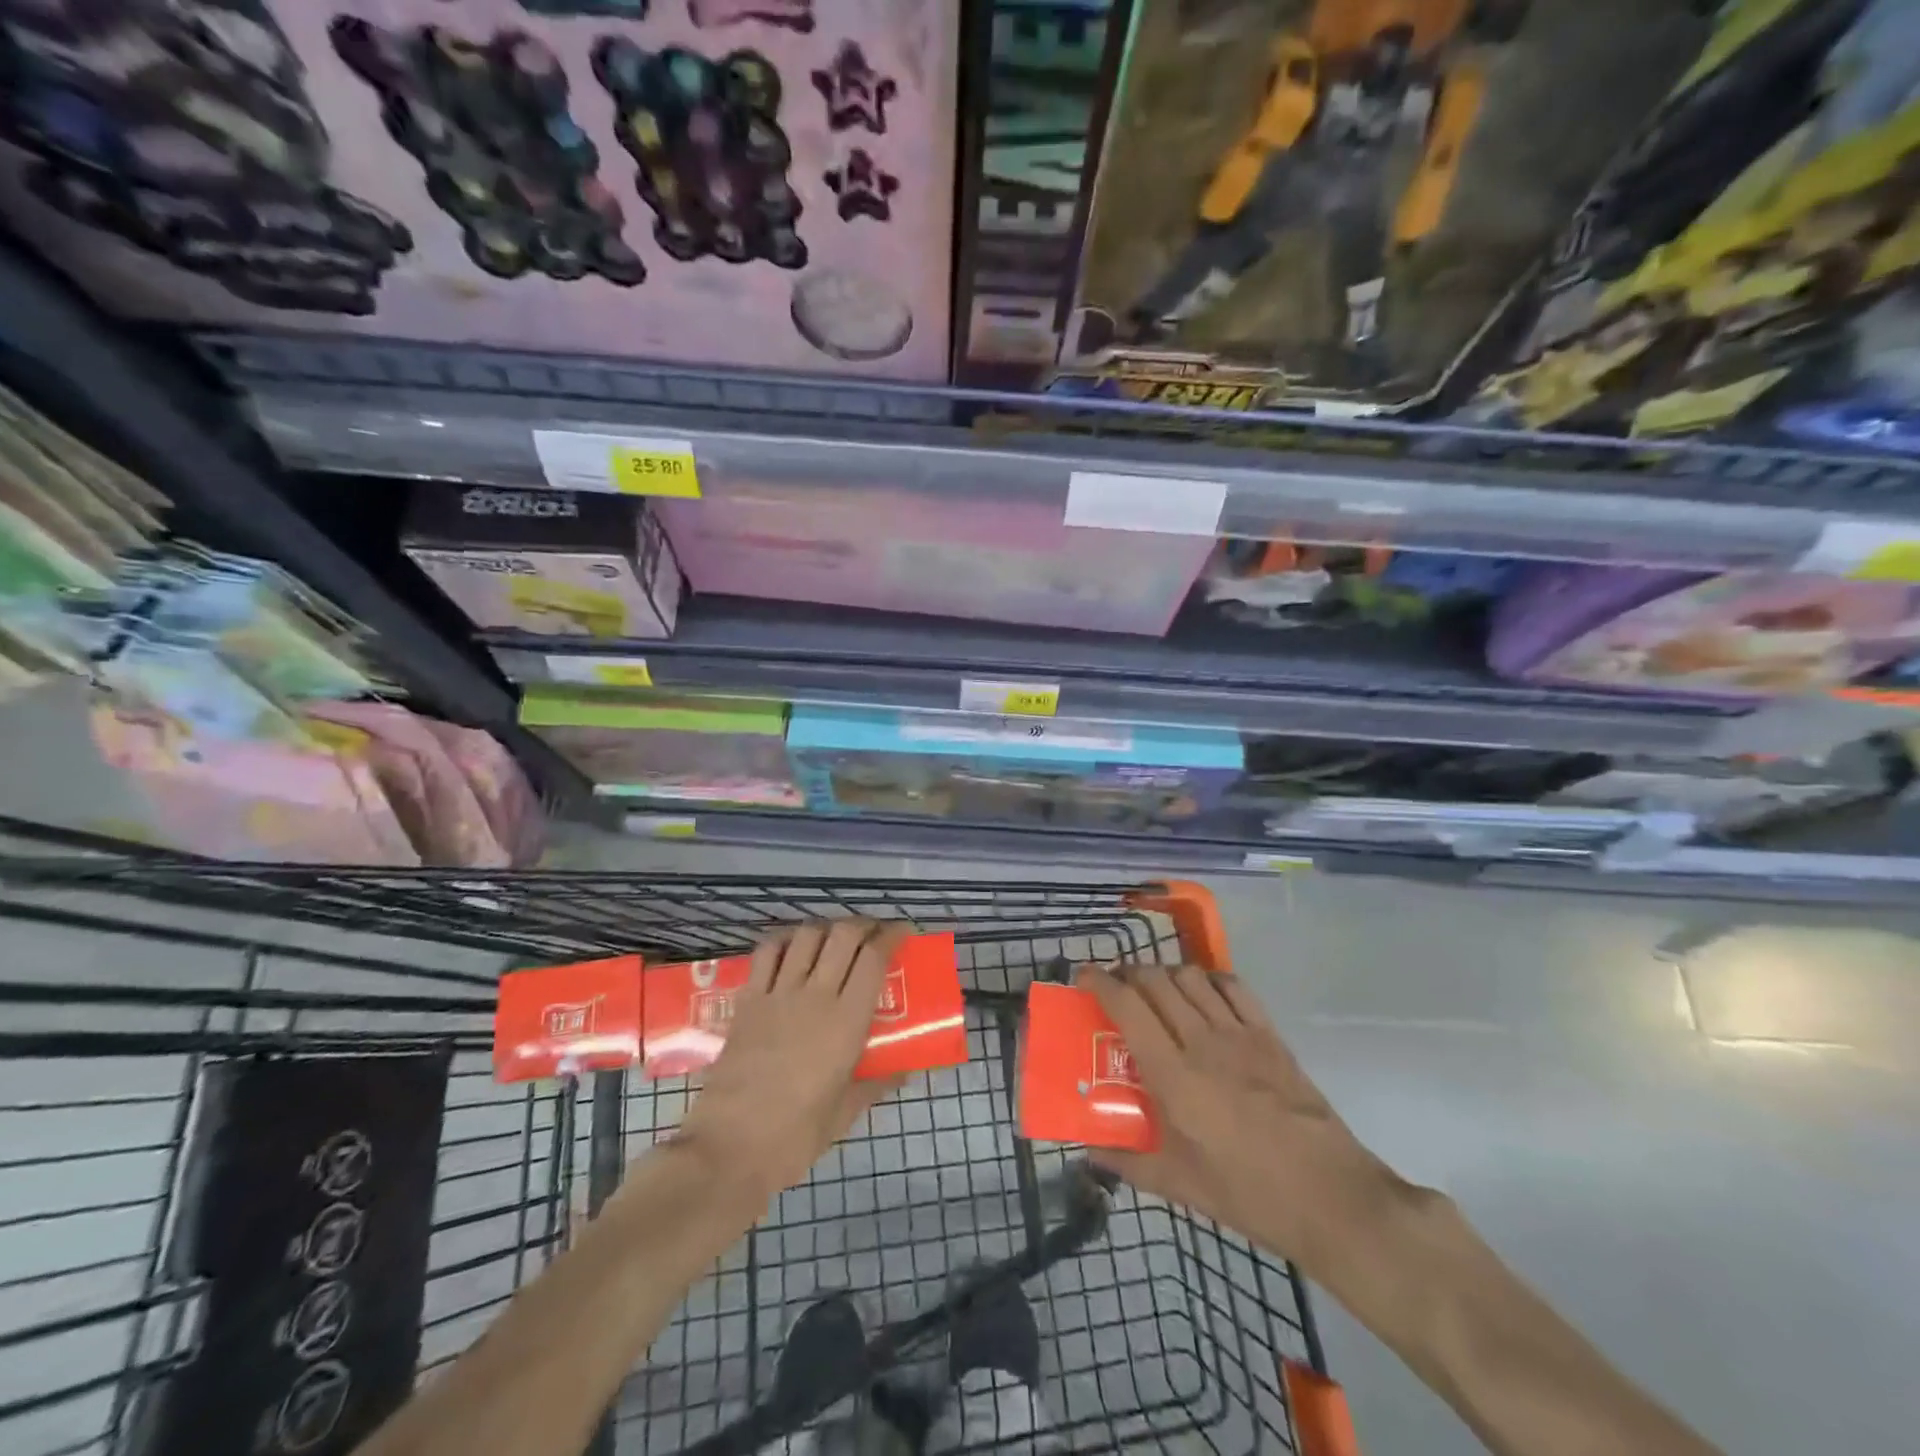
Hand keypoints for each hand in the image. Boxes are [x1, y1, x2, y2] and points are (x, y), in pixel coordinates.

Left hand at [674, 919, 909, 1201]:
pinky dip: (783, 940)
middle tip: (872, 933)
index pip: (874, 958)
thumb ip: (876, 1085)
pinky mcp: (747, 1001)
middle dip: (862, 924)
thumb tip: (903, 1071)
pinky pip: (766, 953)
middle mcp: (815, 995)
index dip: (891, 936)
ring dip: (825, 928)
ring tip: (833, 938)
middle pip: (842, 935)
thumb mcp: (845, 1114)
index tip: (902, 931)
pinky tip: (791, 947)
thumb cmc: (795, 1136)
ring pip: (806, 936)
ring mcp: (778, 994)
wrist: (730, 1148)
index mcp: (846, 1021)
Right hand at [1079, 963, 1409, 1275]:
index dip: (1101, 983)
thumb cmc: (1249, 1195)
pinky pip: (1234, 987)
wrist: (1331, 1198)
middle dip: (1129, 973)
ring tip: (1156, 989)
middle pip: (1157, 981)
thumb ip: (1129, 1163)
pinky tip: (1203, 993)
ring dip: (1166, 973)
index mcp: (1174, 1076)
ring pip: (1192, 977)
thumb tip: (1089, 1153)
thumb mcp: (1181, 1186)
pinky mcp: (1270, 1036)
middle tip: (1116, 987)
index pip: (1128, 1006)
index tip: (1083, 978)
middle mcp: (1202, 1041)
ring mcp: (1240, 1034)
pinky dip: (1210, 979)